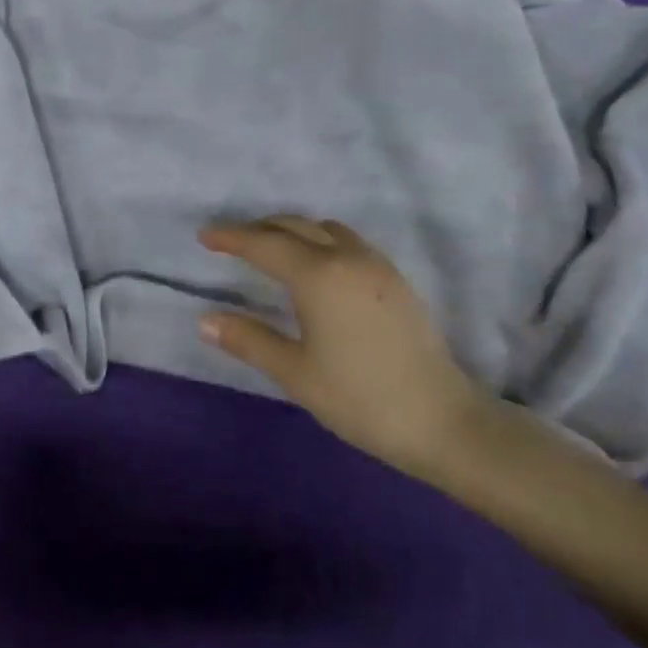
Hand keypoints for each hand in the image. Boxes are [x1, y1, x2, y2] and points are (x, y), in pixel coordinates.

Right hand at [199, 216, 489, 481]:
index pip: (264, 244)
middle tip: (230, 242)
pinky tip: (315, 265)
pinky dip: (319, 239)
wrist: (443, 421)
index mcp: (319, 276)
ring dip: (292, 231)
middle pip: (295, 227)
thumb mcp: (296, 373)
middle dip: (259, 229)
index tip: (204, 236)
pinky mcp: (395, 278)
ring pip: (324, 229)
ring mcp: (376, 265)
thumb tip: (205, 321)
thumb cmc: (361, 398)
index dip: (231, 238)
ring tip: (270, 250)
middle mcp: (347, 257)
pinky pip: (347, 241)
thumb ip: (249, 340)